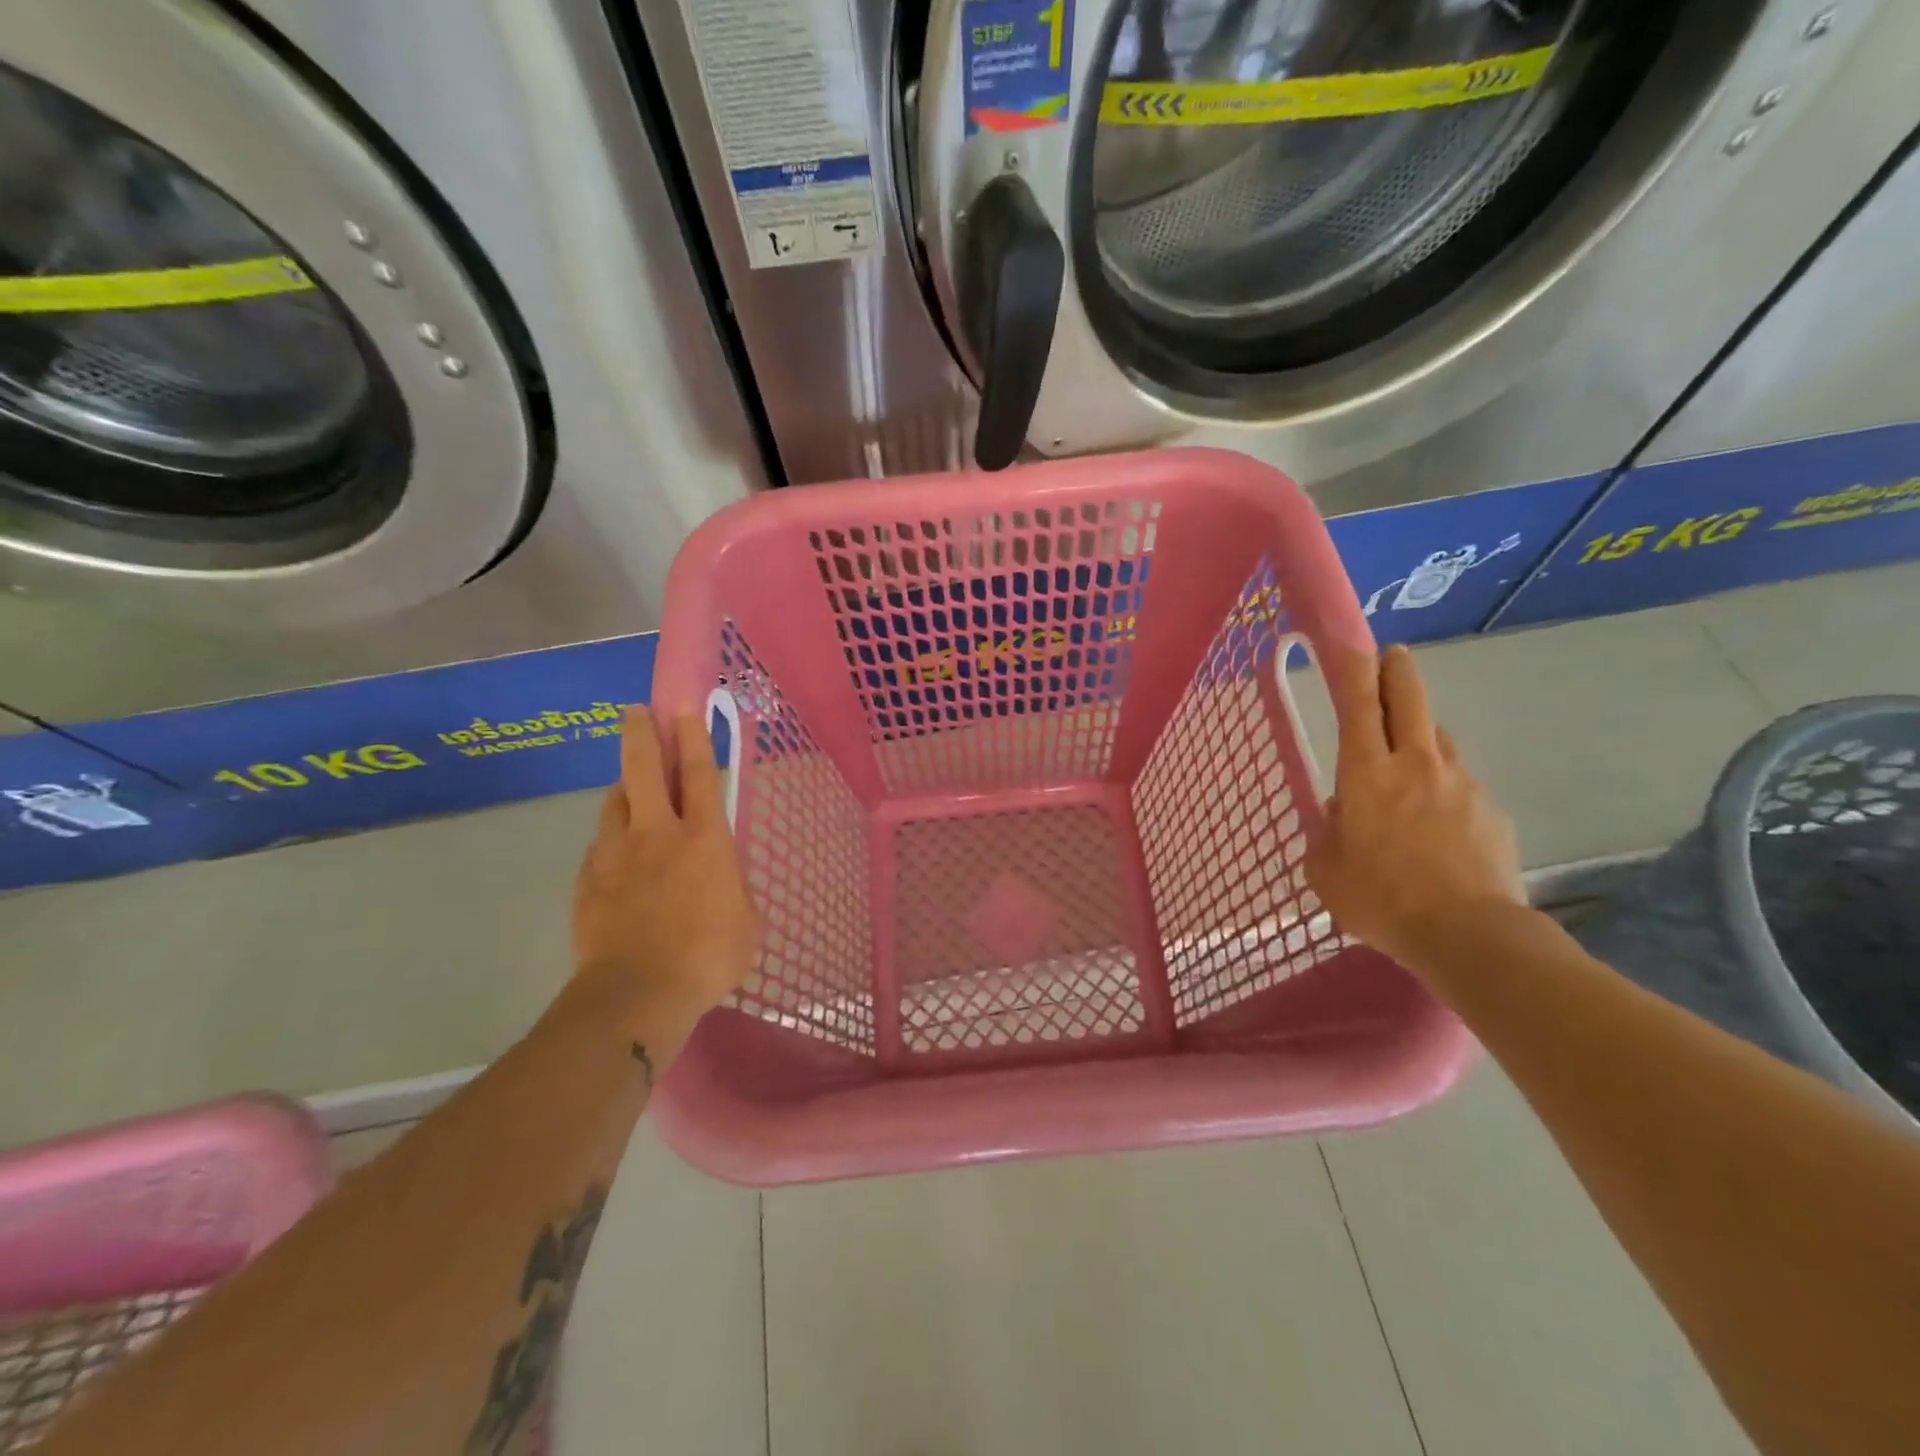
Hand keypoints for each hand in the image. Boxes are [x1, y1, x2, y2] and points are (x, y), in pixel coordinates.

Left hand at [572, 706, 762, 1035]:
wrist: (637, 994)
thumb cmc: (708, 958)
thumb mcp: (747, 924)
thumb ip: (735, 891)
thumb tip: (724, 883)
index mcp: (705, 838)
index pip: (701, 773)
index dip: (693, 735)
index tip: (683, 706)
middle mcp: (659, 832)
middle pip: (645, 767)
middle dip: (642, 733)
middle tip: (637, 712)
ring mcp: (616, 853)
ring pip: (615, 801)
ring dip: (625, 786)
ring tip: (631, 787)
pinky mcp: (588, 879)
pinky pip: (600, 844)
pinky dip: (611, 837)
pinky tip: (617, 854)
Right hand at [1305, 645, 1525, 972]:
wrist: (1468, 935)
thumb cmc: (1379, 899)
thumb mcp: (1324, 869)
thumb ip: (1327, 831)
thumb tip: (1343, 811)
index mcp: (1365, 773)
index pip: (1359, 704)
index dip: (1355, 669)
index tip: (1355, 645)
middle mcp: (1414, 764)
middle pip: (1410, 698)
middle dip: (1399, 670)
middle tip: (1393, 656)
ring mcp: (1459, 783)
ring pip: (1438, 739)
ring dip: (1421, 734)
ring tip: (1408, 760)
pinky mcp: (1491, 809)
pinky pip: (1459, 783)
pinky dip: (1443, 787)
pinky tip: (1438, 823)